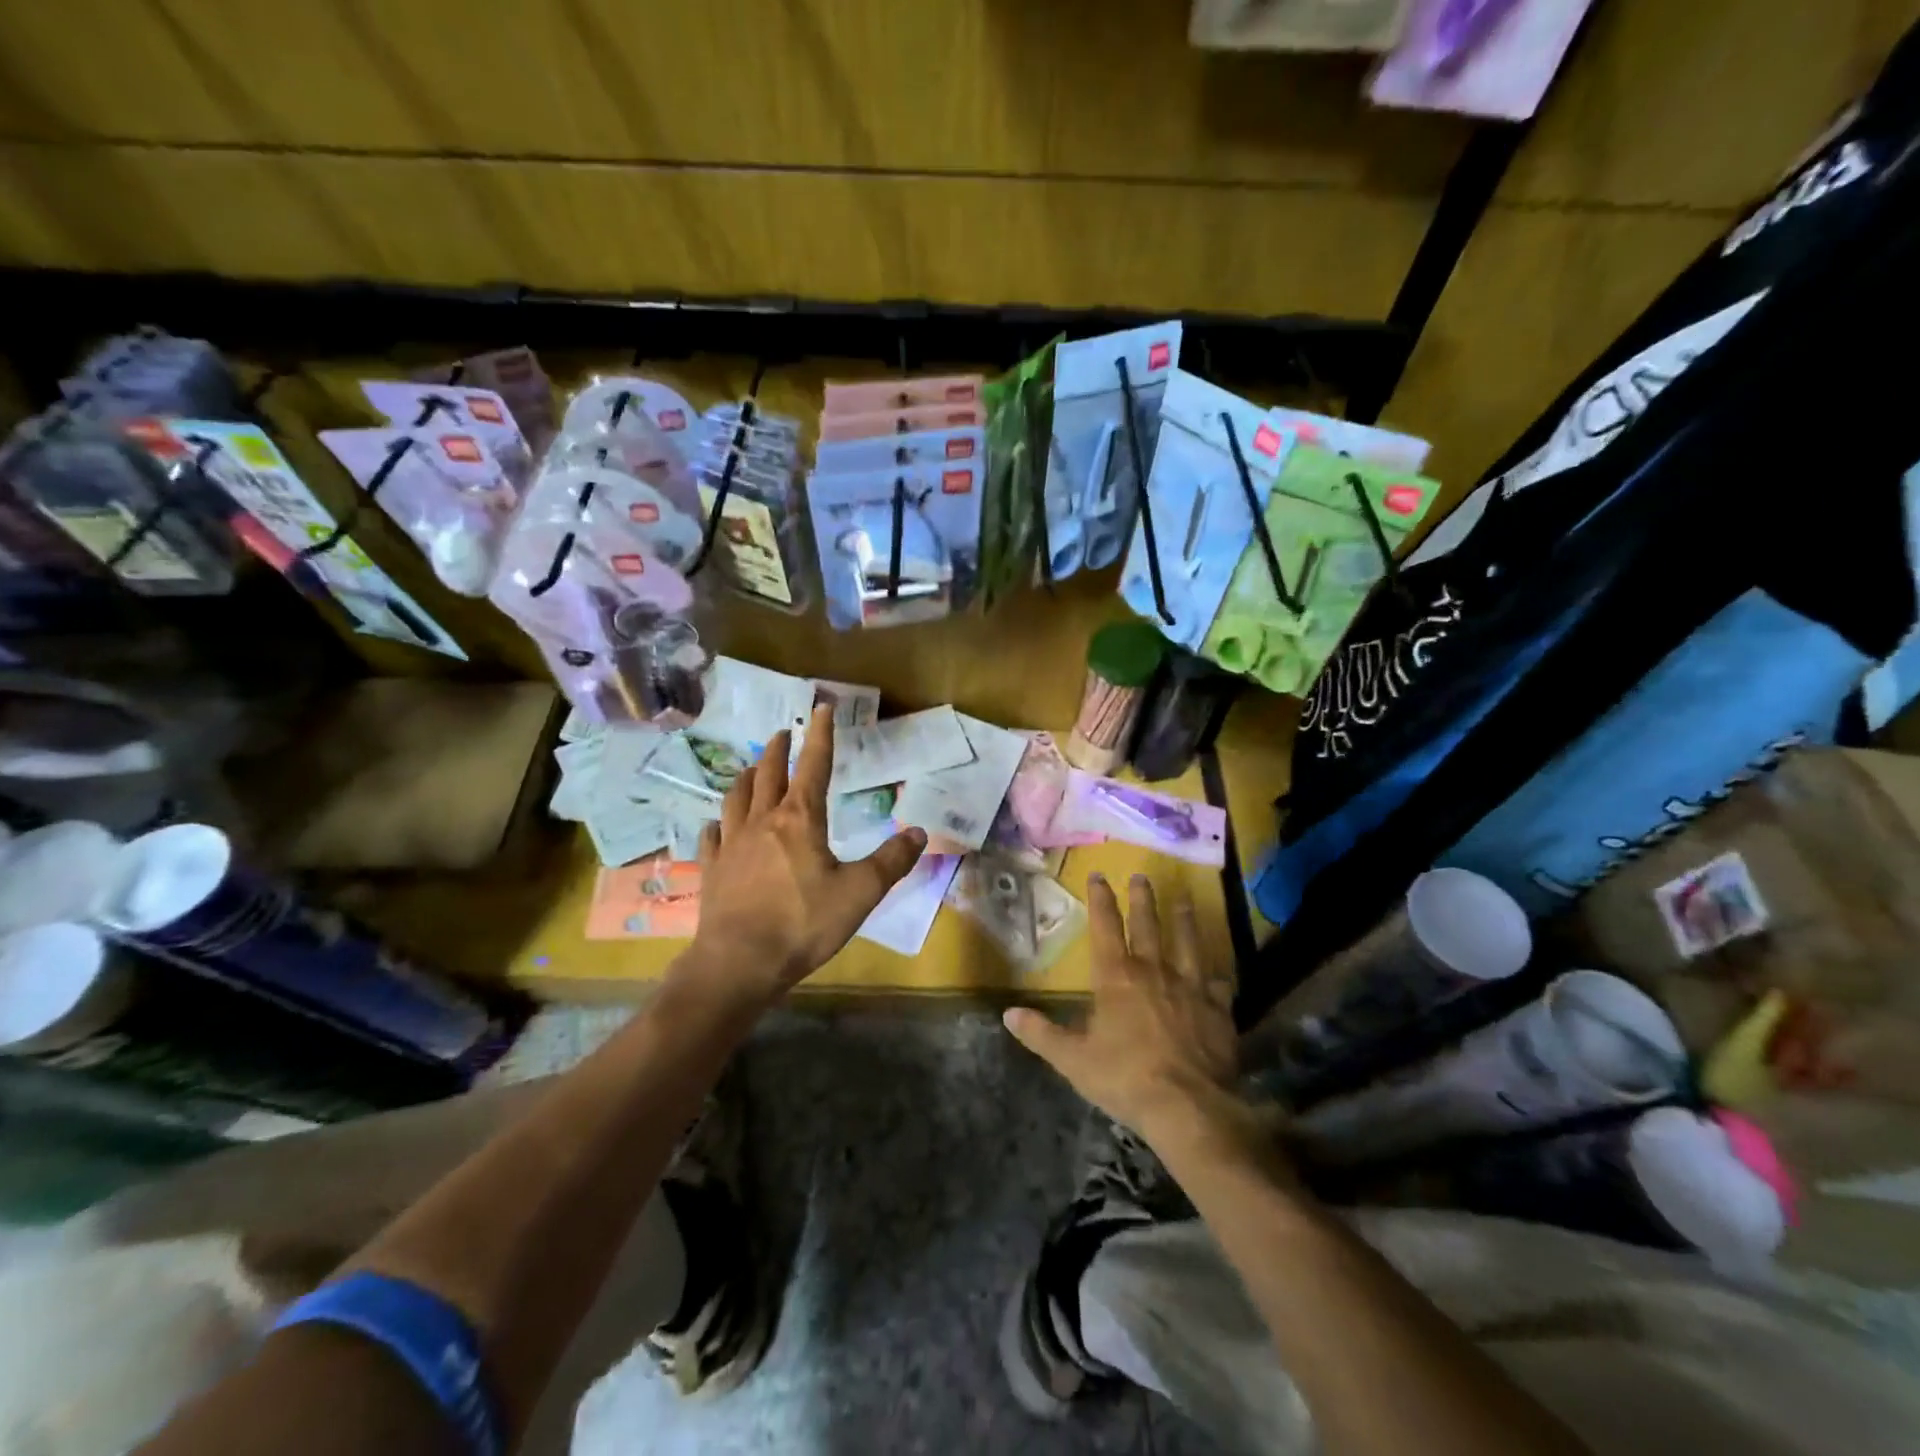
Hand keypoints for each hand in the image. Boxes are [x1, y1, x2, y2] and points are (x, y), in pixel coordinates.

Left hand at [691, 703, 925, 1004]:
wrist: (739, 962)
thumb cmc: (803, 923)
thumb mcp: (860, 893)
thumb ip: (891, 861)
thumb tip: (919, 832)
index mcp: (801, 819)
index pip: (814, 765)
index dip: (820, 735)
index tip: (820, 708)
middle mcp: (763, 821)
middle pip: (770, 774)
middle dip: (778, 750)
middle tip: (782, 734)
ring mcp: (732, 844)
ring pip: (737, 797)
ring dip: (747, 778)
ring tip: (752, 769)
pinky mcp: (713, 869)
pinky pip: (712, 836)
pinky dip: (718, 823)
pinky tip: (718, 825)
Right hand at [1003, 874, 1241, 1141]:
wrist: (1188, 1107)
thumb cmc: (1124, 1078)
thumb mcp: (1073, 1059)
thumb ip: (1042, 1034)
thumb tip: (1008, 1014)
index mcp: (1117, 977)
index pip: (1106, 926)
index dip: (1101, 899)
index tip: (1099, 875)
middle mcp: (1154, 971)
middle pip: (1149, 925)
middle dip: (1143, 899)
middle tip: (1142, 876)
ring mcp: (1191, 988)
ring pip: (1188, 943)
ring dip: (1184, 919)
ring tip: (1184, 898)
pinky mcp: (1218, 1010)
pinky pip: (1218, 984)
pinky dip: (1215, 976)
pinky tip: (1217, 973)